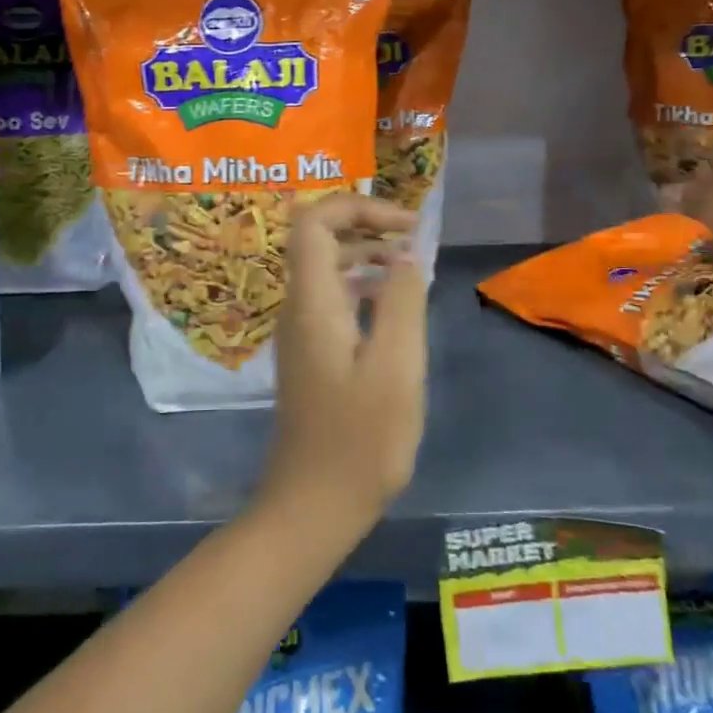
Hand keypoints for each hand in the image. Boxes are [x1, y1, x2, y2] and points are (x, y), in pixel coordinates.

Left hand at [259, 194, 427, 535]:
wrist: (313, 505)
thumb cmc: (360, 439)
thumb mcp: (397, 366)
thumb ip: (402, 301)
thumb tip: (405, 254)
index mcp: (313, 302)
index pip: (314, 222)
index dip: (357, 207)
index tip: (405, 224)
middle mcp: (298, 307)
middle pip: (318, 238)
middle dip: (365, 224)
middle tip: (413, 238)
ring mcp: (301, 331)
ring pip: (326, 268)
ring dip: (365, 254)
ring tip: (411, 264)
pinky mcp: (311, 353)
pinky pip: (333, 297)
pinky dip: (363, 285)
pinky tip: (394, 305)